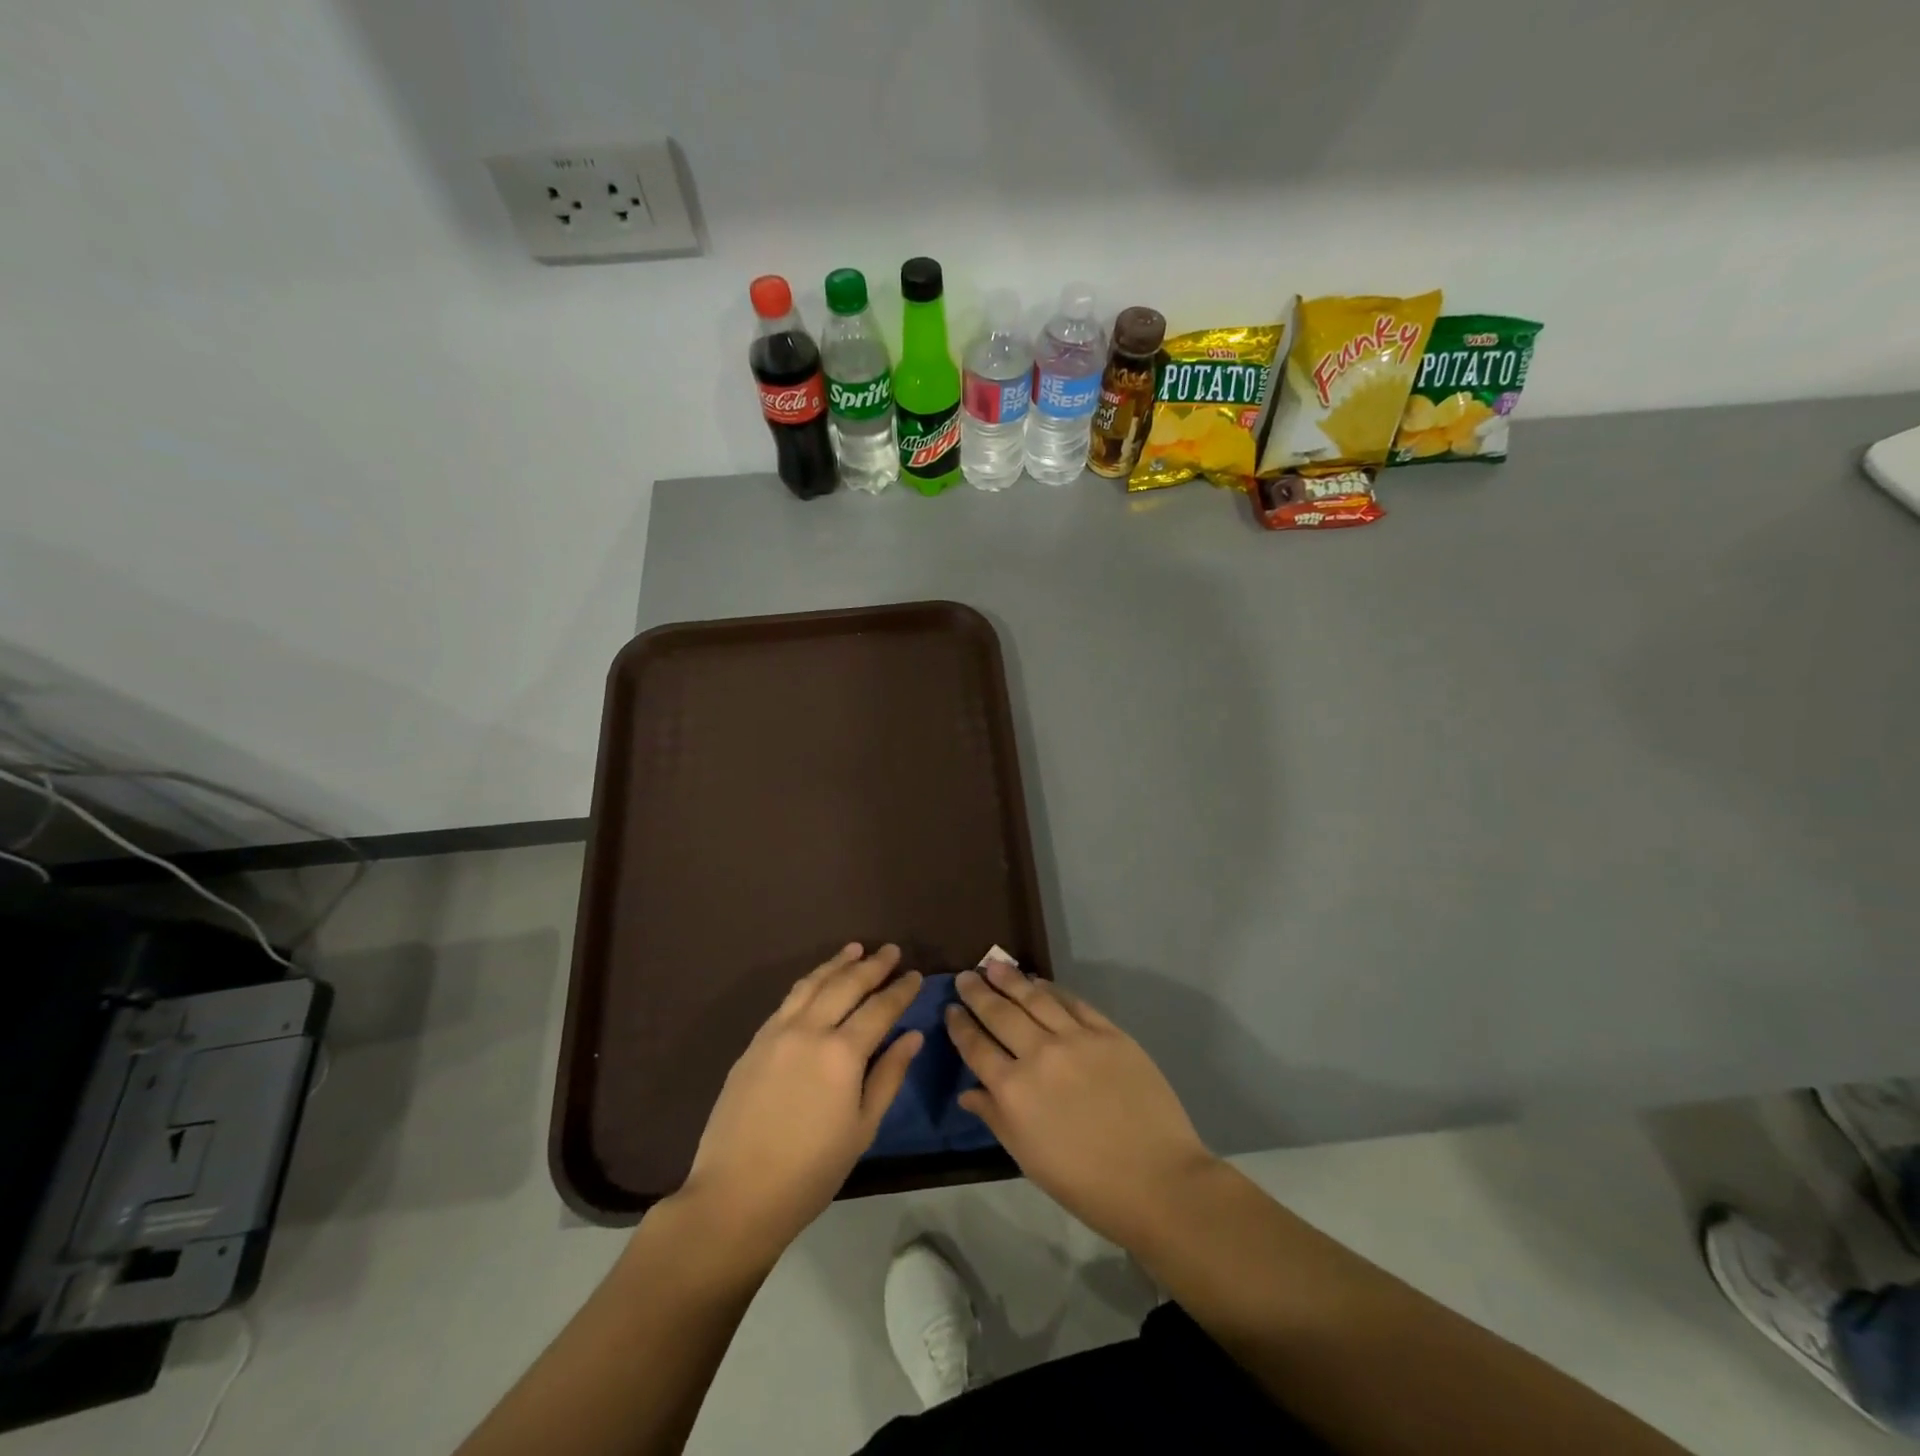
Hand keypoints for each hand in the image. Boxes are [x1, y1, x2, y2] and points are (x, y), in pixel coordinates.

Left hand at [677, 944, 922, 1262]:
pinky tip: (817, 981)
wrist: (736, 1195)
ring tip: (855, 949)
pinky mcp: (754, 1042)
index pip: (880, 1008)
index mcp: (842, 1053)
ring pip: (812, 983)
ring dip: (837, 964)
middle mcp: (810, 1030)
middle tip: (891, 950)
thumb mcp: (862, 1128)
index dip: (901, 990)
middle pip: (846, 985)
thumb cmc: (810, 1171)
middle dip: (872, 965)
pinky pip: (788, 1000)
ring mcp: (777, 1032)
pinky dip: (809, 982)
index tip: (916, 974)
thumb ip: (889, 1075)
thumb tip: (912, 1036)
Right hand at [946, 961, 1218, 1249]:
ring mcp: (1076, 1038)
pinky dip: (1053, 989)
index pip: (976, 1047)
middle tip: (966, 977)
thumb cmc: (1085, 1182)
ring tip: (995, 966)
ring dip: (1011, 980)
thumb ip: (995, 1117)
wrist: (1156, 1179)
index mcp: (1013, 1090)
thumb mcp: (1027, 1157)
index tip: (951, 1009)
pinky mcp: (1108, 1032)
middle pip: (1000, 1014)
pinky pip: (1073, 1002)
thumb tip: (968, 1091)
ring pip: (1035, 998)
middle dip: (978, 993)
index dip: (960, 1026)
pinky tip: (1041, 981)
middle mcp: (1039, 1054)